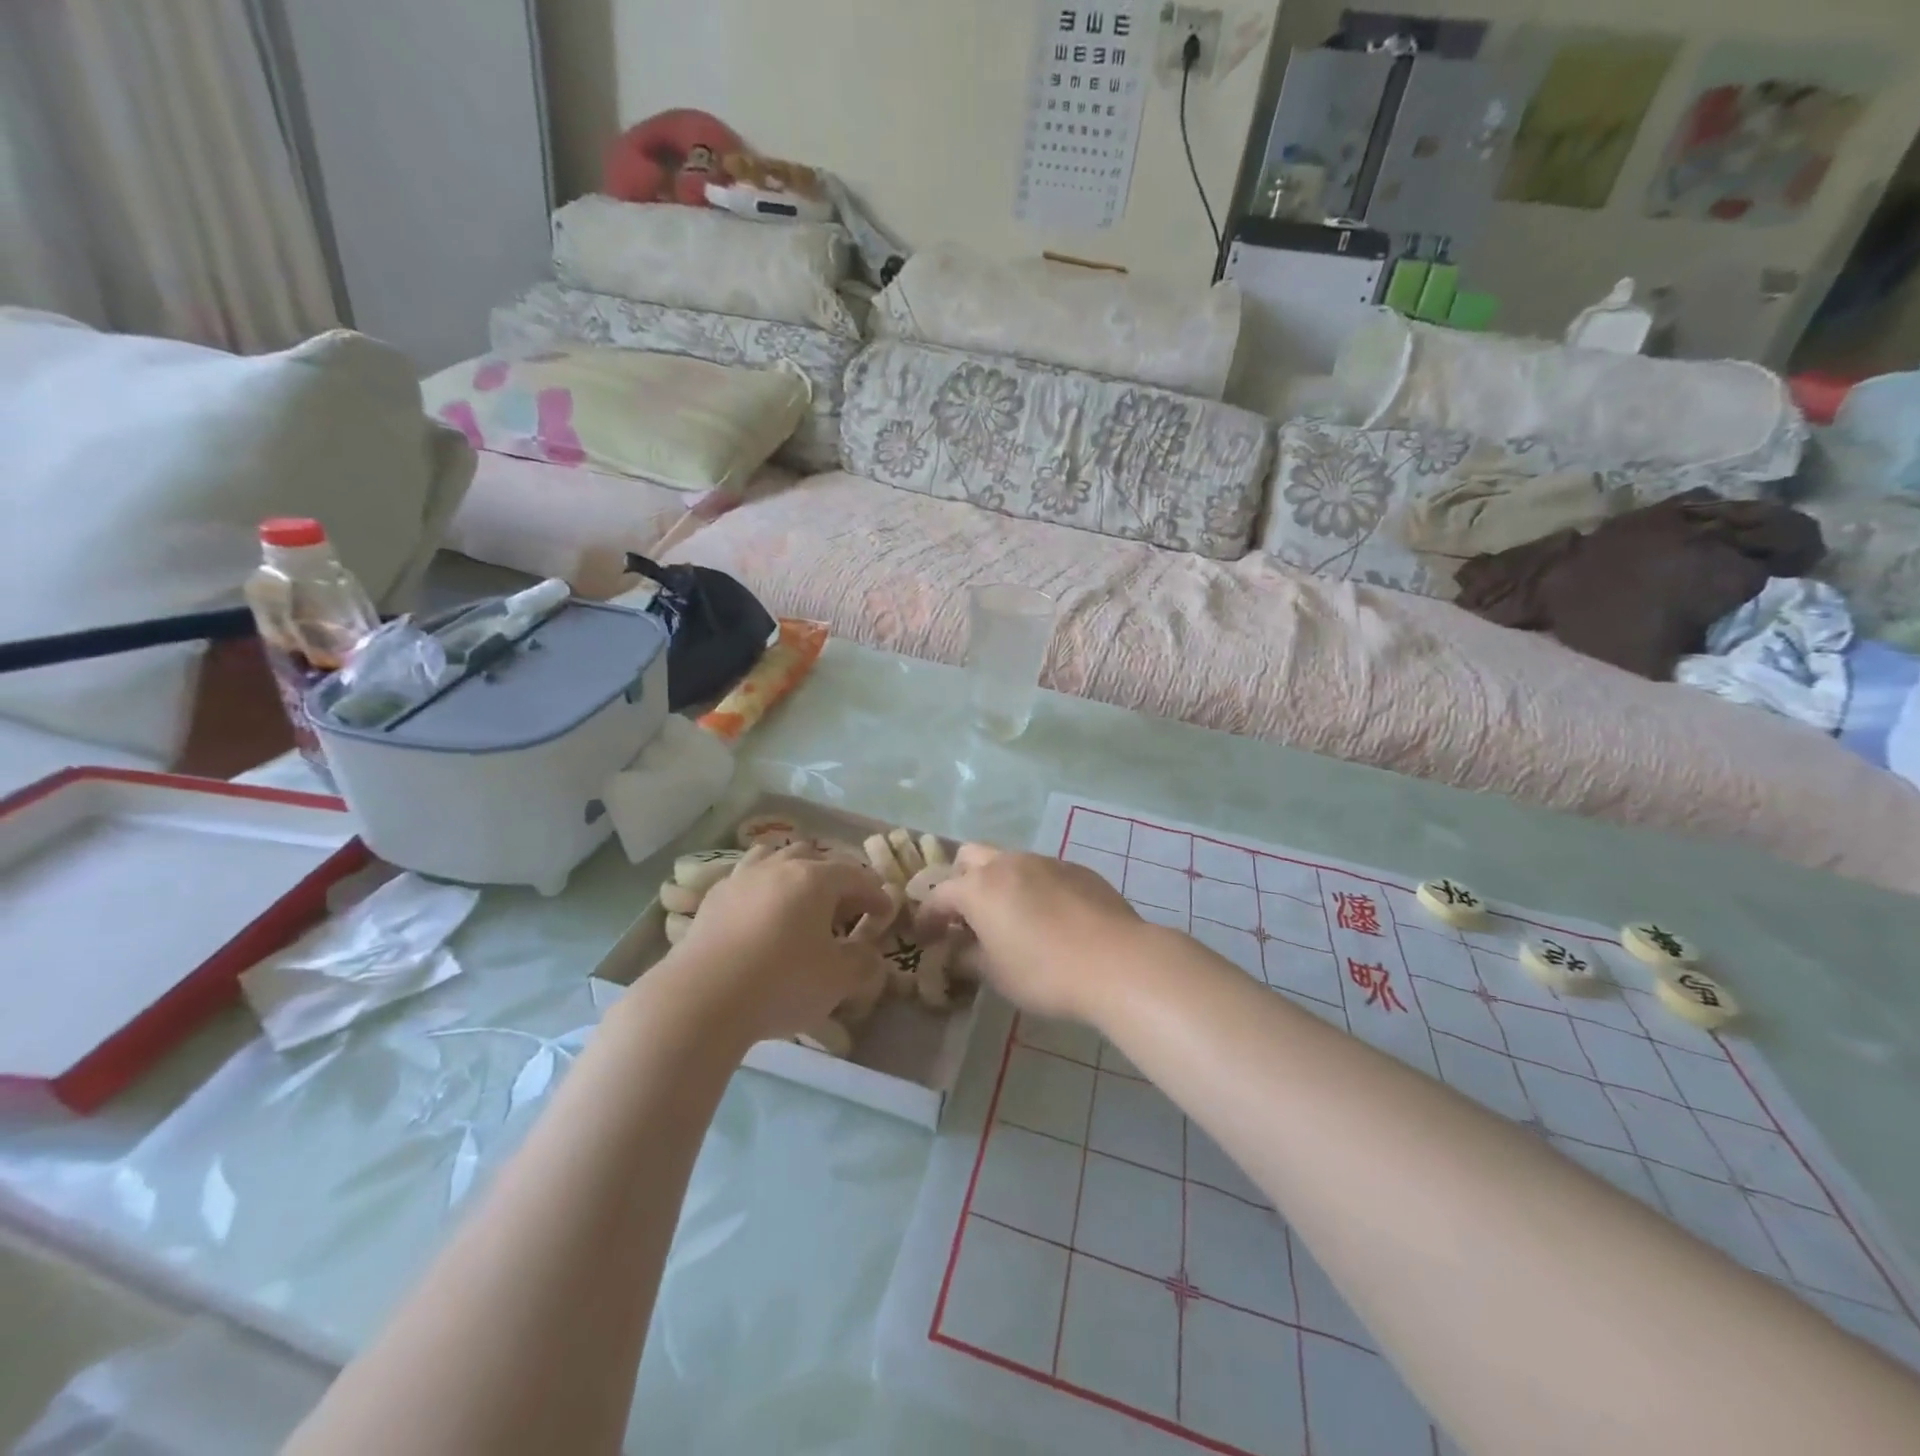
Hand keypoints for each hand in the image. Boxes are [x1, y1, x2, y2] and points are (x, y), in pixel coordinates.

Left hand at [663, 844, 893, 1043]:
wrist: (701, 999)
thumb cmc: (781, 983)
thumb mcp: (837, 980)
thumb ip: (862, 963)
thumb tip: (870, 955)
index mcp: (815, 879)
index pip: (856, 876)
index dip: (875, 894)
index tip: (885, 914)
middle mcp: (779, 867)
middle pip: (815, 857)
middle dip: (835, 879)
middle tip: (843, 910)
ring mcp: (741, 878)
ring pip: (775, 858)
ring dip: (794, 873)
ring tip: (799, 900)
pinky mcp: (712, 898)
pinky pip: (746, 879)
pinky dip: (761, 888)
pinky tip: (760, 914)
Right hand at [922, 844, 1141, 1022]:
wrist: (1116, 960)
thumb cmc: (1045, 972)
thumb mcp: (996, 975)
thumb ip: (968, 958)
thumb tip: (956, 952)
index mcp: (979, 887)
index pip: (939, 894)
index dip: (927, 917)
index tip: (925, 938)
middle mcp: (1008, 863)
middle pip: (970, 857)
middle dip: (960, 881)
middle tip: (965, 915)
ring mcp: (1045, 861)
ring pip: (1009, 861)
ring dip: (998, 883)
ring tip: (1009, 917)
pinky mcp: (1077, 869)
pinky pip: (1042, 872)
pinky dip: (1033, 888)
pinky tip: (1049, 918)